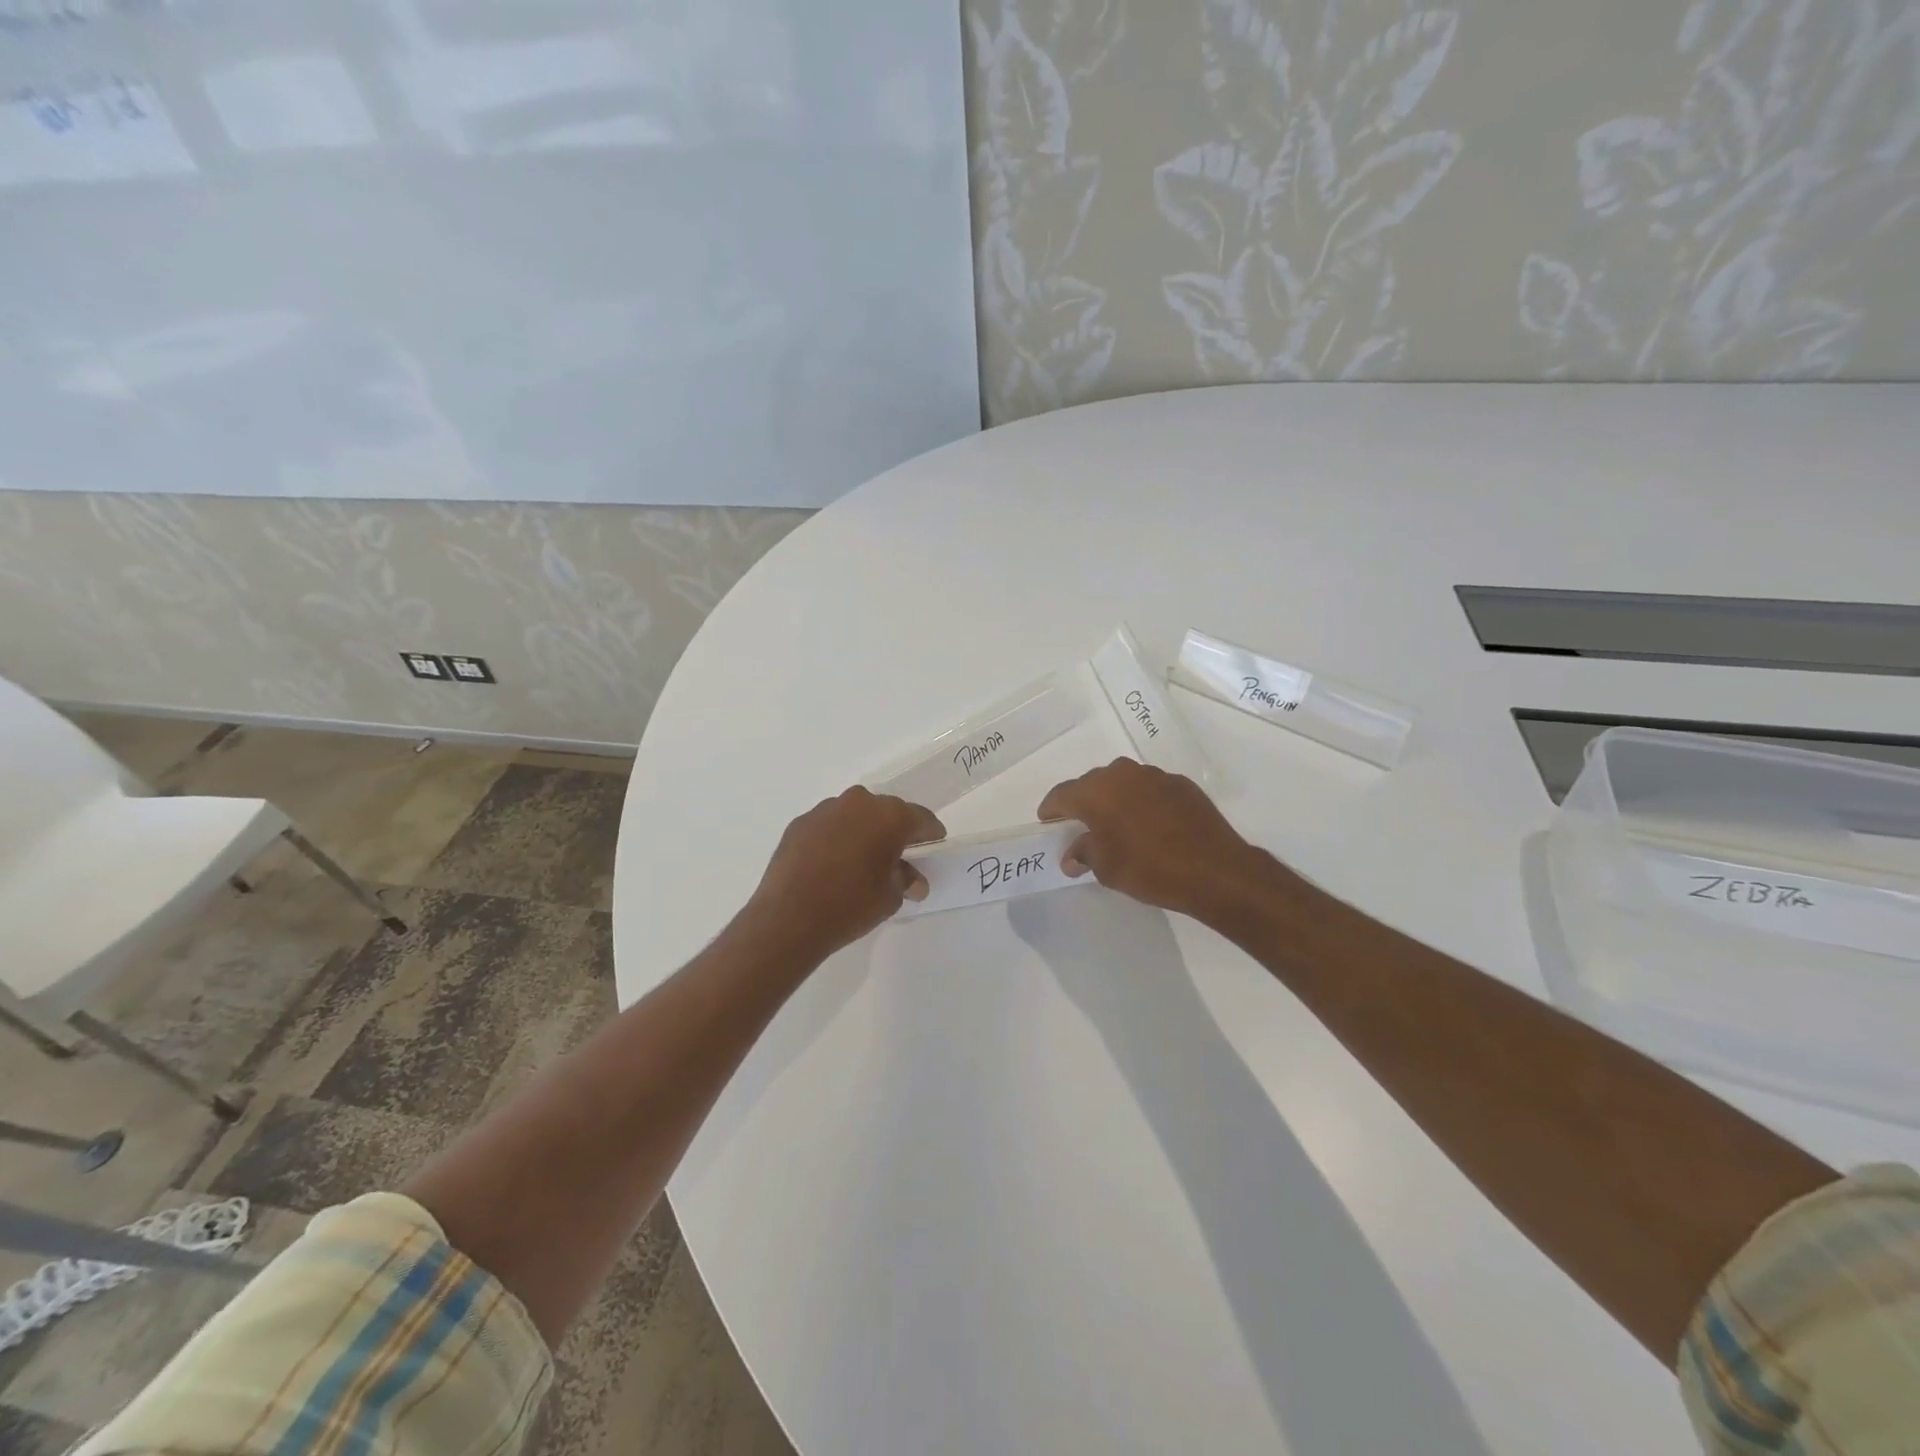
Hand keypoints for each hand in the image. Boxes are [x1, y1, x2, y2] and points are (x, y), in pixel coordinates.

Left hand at [744, 786, 946, 960]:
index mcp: (889, 816)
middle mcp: (858, 803)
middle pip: (886, 812)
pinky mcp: (799, 823)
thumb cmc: (851, 905)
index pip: (920, 818)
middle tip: (898, 855)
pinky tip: (832, 864)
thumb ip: (905, 880)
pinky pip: (828, 826)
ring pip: (854, 815)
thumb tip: (913, 880)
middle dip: (895, 830)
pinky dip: (835, 838)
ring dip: (862, 831)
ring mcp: (825, 810)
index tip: (933, 846)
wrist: (789, 918)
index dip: (930, 834)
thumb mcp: (890, 897)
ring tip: (861, 860)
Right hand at [1037, 758, 1273, 922]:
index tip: (1048, 822)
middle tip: (1082, 826)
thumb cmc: (1149, 869)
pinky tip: (1151, 825)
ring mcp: (1154, 776)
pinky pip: (1150, 789)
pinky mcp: (1181, 784)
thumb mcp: (1106, 869)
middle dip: (1084, 803)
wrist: (1214, 869)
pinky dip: (1143, 802)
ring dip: (1115, 799)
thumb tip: (1072, 855)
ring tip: (1118, 824)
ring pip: (1123, 783)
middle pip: (1092, 784)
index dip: (1052, 810)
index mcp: (1096, 792)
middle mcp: (1122, 774)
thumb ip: (1084, 854)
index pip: (1062, 794)